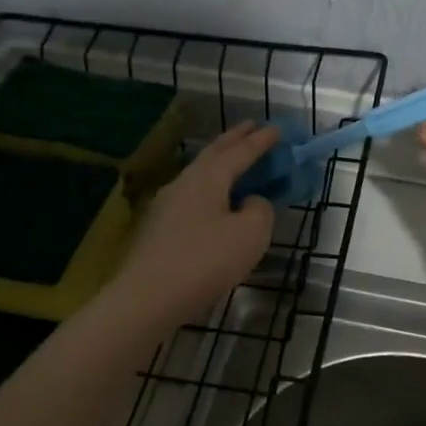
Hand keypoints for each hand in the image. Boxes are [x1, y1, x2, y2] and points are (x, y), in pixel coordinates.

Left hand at [116, 122, 280, 324]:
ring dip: (220, 163)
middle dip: (235, 139)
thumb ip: (260, 211)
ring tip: (234, 160)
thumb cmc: (205, 261)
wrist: (148, 298)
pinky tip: (214, 202)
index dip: (261, 141)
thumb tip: (251, 202)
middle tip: (252, 127)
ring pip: (200, 174)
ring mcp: (167, 205)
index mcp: (209, 178)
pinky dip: (210, 188)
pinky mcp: (159, 229)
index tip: (277, 129)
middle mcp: (185, 183)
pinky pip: (192, 196)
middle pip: (213, 154)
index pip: (240, 151)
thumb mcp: (250, 235)